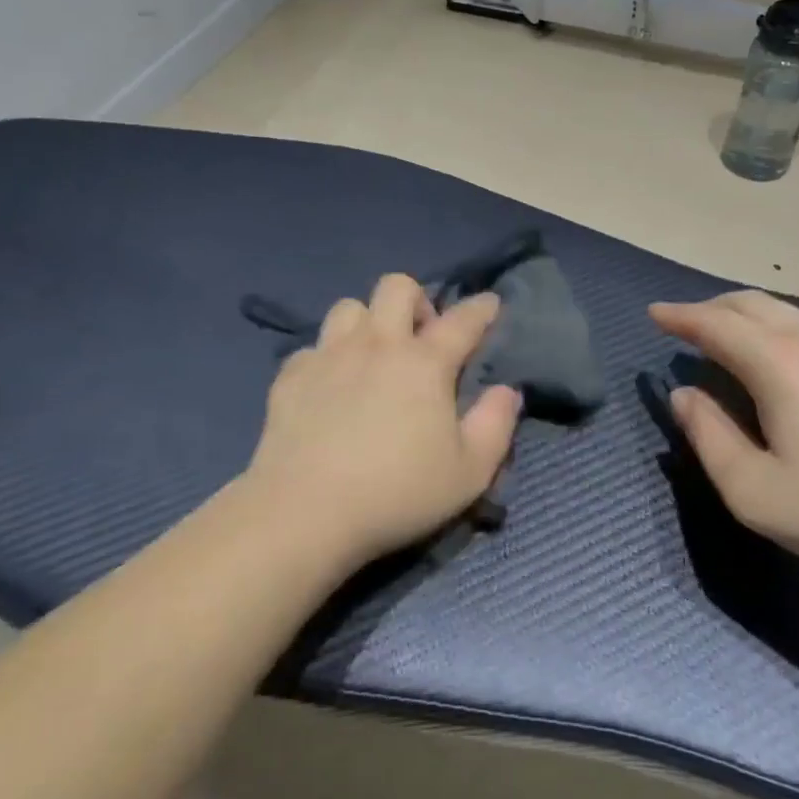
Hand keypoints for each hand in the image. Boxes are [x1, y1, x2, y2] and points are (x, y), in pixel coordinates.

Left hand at [246, 274, 521, 565]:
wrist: (305, 511)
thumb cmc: (397, 493)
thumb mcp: (469, 472)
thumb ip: (496, 424)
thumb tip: (506, 390)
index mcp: (424, 363)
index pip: (462, 320)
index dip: (481, 308)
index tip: (490, 304)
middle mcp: (377, 344)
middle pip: (396, 287)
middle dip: (416, 300)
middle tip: (420, 338)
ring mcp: (329, 355)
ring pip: (349, 307)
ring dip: (367, 322)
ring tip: (372, 356)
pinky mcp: (292, 376)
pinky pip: (313, 347)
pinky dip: (326, 359)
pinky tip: (330, 387)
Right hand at [650, 292, 798, 588]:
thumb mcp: (758, 494)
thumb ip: (708, 438)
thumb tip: (684, 397)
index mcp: (779, 364)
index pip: (715, 322)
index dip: (679, 315)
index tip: (654, 313)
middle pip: (752, 304)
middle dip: (711, 307)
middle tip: (686, 325)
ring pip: (789, 315)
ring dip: (749, 319)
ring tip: (730, 343)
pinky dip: (782, 334)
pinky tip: (788, 369)